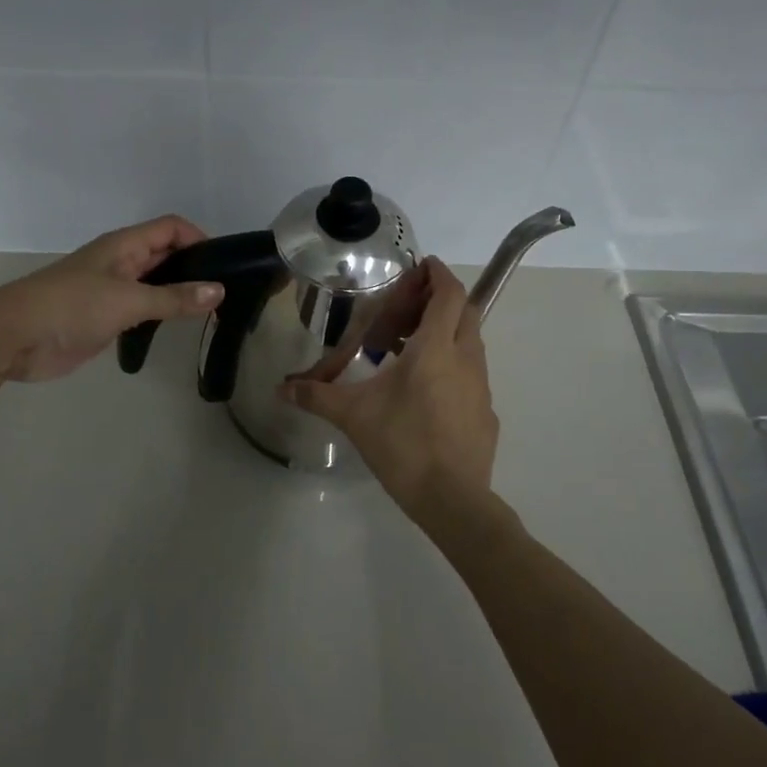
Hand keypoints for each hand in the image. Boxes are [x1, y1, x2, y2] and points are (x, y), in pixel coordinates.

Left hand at [0, 216, 223, 381]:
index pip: (171, 228)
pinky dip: (162, 313)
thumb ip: (174, 298)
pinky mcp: (105, 317)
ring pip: (155, 283)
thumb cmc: (72, 307)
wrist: (15, 338)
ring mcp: (112, 290)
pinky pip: (142, 308)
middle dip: (194, 266)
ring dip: (179, 291)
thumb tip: (219, 291)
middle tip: (227, 291)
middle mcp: (121, 262)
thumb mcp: (129, 300)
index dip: (199, 239)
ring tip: (212, 310)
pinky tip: (179, 326)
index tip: (225, 264)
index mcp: (124, 245)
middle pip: (165, 253)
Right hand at [278, 257, 498, 520]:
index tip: (422, 266)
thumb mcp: (353, 416)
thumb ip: (317, 395)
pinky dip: (452, 366)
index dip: (438, 274)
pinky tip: (425, 392)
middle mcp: (465, 358)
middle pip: (465, 311)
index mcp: (436, 348)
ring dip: (445, 334)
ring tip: (408, 349)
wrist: (453, 500)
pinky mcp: (486, 412)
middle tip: (407, 310)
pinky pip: (471, 374)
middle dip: (440, 301)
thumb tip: (280, 388)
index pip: (449, 293)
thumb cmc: (403, 444)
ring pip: (470, 342)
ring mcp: (481, 386)